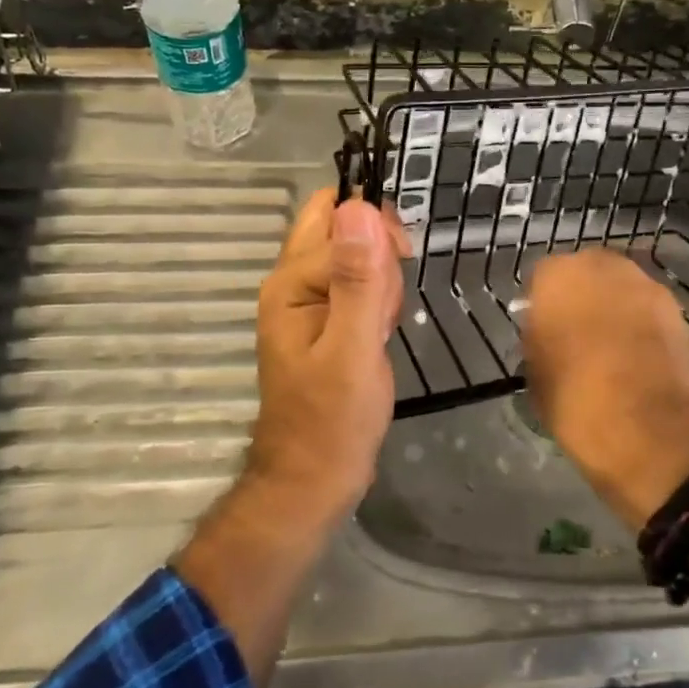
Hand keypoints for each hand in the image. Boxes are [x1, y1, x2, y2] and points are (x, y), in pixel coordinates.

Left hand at [249, 189, 407, 518]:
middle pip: (340, 227)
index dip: (376, 237)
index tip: (398, 275)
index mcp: (290, 282)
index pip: (340, 220)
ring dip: (381, 282)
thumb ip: (358, 278)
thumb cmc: (333, 420)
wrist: (314, 479)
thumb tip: (358, 207)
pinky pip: (359, 286)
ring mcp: (309, 302)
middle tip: (387, 297)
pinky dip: (379, 302)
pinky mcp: (327, 320)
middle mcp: (293, 282)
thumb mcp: (353, 348)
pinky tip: (379, 334)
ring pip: (355, 256)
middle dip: (377, 250)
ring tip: (380, 328)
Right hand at [521, 250, 688, 529]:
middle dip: (580, 297)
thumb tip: (547, 335)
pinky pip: (645, 308)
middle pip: (584, 274)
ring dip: (612, 307)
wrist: (653, 431)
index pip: (541, 278)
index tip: (542, 331)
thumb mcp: (536, 376)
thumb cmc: (577, 402)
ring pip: (618, 288)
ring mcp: (644, 284)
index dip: (541, 305)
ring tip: (607, 345)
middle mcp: (601, 266)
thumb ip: (538, 342)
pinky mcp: (676, 308)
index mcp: (558, 276)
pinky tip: (635, 354)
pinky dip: (639, 323)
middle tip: (574, 333)